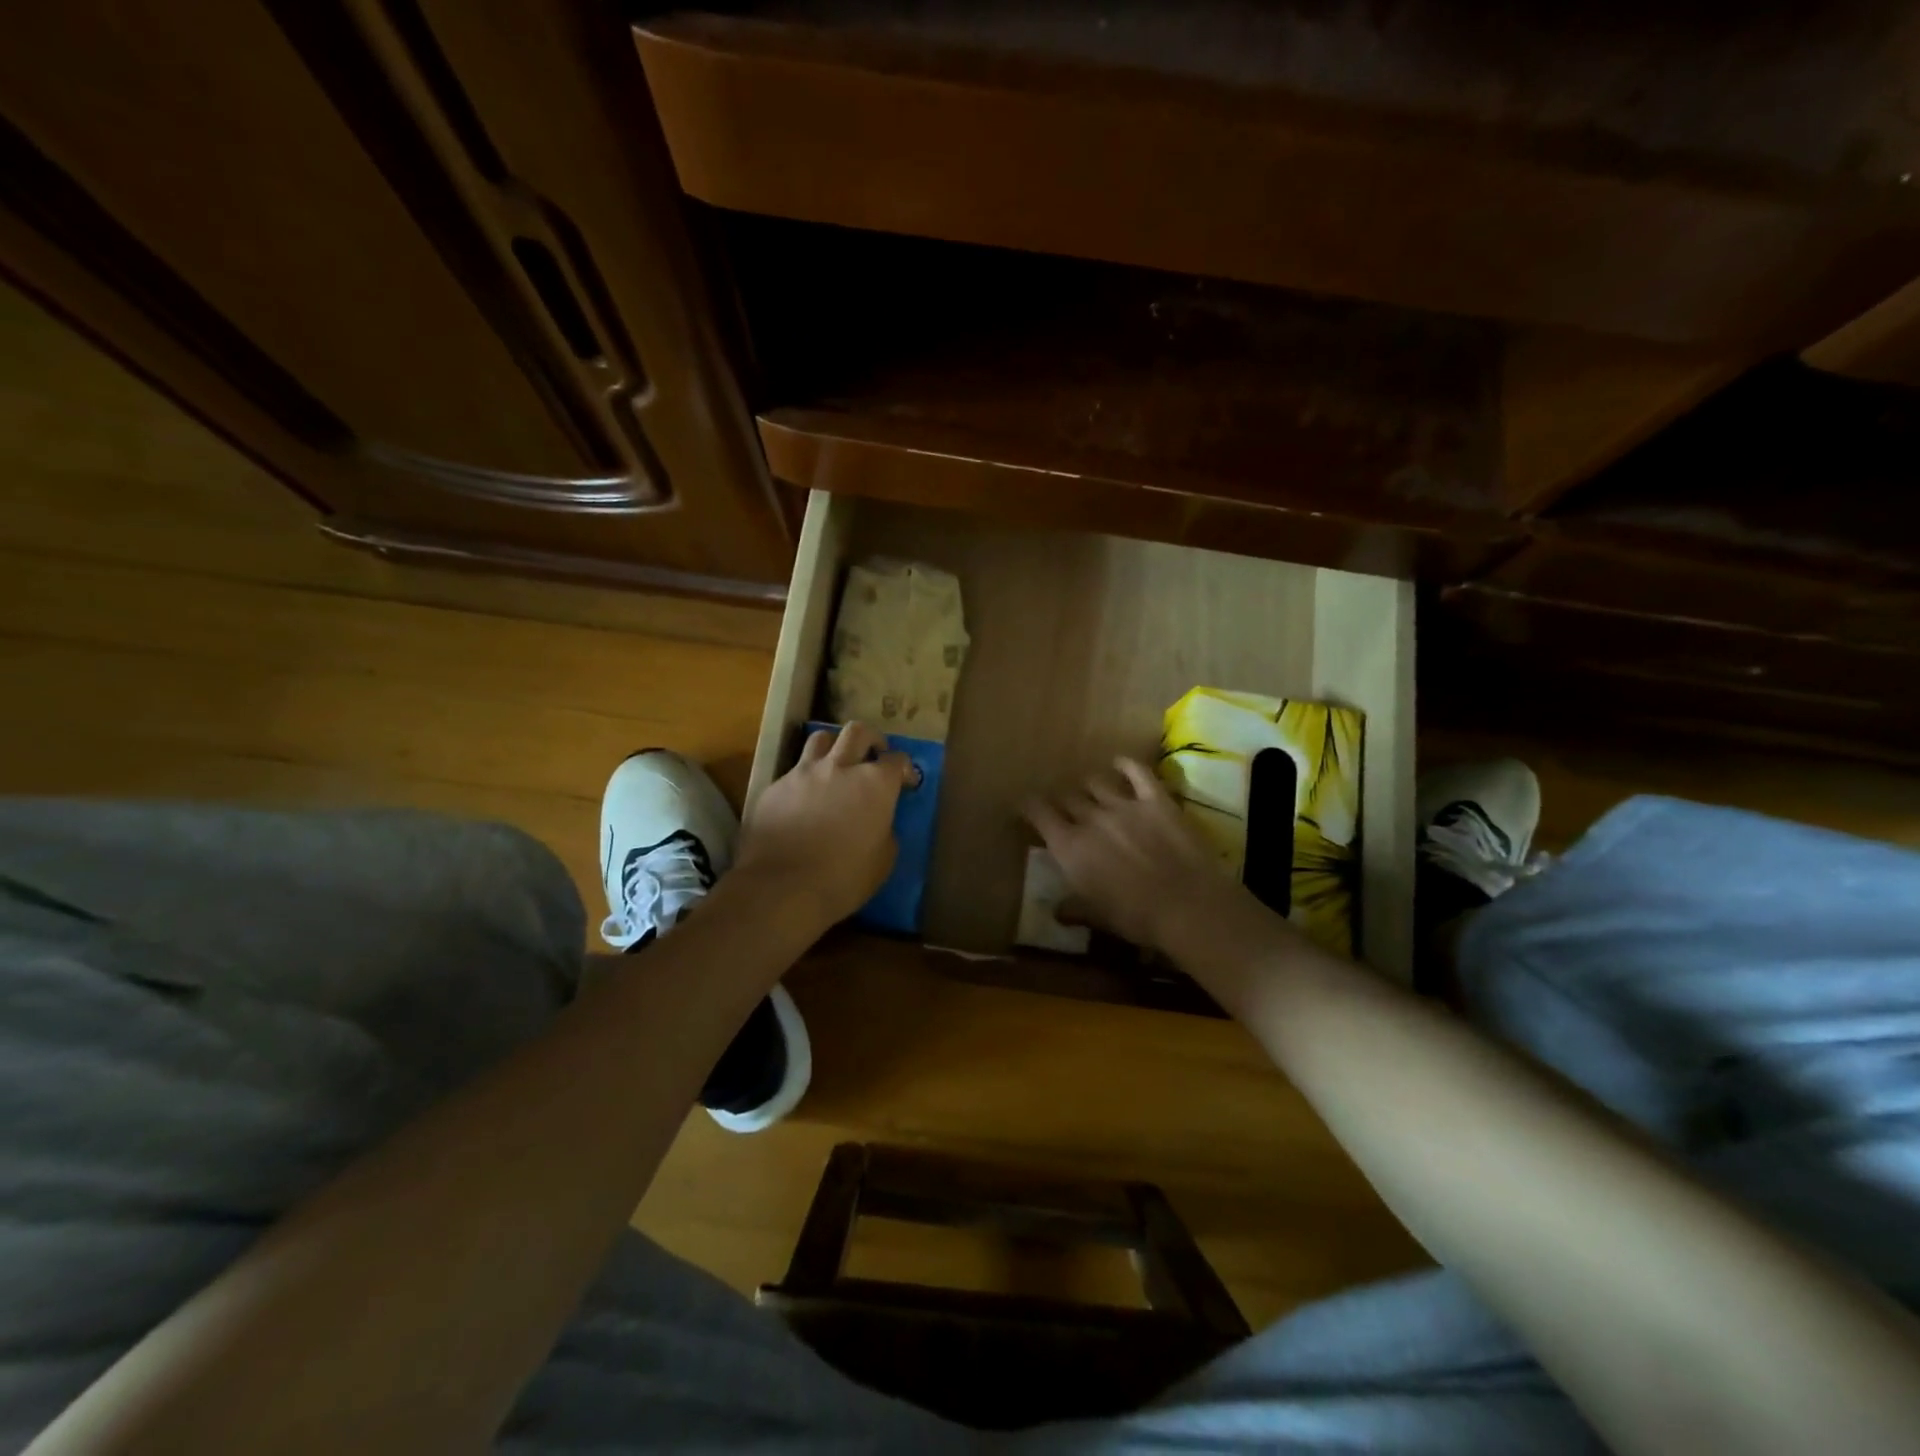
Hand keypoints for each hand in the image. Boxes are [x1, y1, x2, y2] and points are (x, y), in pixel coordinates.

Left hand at [739, 722, 915, 928]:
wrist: (782, 888)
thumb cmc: (843, 879)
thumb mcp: (883, 861)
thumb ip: (885, 831)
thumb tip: (879, 822)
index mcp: (875, 784)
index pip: (897, 760)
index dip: (905, 769)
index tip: (906, 783)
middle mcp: (841, 767)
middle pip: (858, 732)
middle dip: (871, 739)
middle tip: (874, 755)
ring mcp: (804, 773)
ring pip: (821, 738)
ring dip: (834, 746)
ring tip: (836, 764)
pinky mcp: (775, 786)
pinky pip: (794, 770)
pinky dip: (805, 778)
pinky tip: (804, 799)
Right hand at [1025, 758, 1246, 952]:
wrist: (1187, 906)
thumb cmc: (1135, 917)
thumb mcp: (1097, 917)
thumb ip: (1073, 909)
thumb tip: (1056, 911)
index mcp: (1069, 846)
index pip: (1038, 813)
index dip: (1029, 806)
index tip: (1026, 807)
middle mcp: (1091, 818)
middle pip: (1067, 797)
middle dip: (1063, 802)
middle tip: (1066, 810)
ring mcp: (1124, 805)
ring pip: (1096, 782)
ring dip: (1089, 786)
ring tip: (1091, 791)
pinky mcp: (1156, 800)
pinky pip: (1137, 772)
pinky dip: (1126, 765)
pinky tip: (1120, 763)